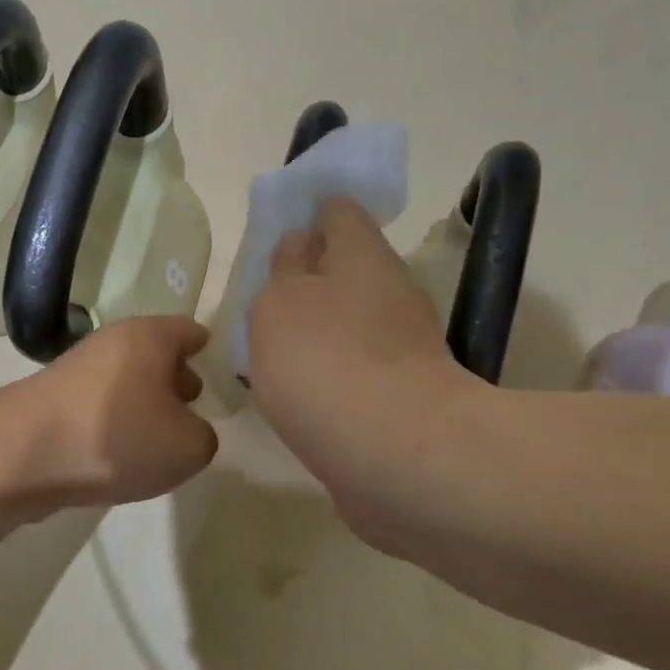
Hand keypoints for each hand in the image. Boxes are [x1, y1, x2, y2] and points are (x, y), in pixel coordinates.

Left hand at [2, 316, 218, 511]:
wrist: (23, 456)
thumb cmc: (118, 437)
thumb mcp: (188, 447)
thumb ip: (203, 437)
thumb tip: (188, 433)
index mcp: (150, 336)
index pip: (190, 331)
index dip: (208, 350)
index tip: (220, 371)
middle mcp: (112, 343)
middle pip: (155, 354)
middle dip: (176, 377)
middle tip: (194, 405)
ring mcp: (78, 370)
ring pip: (126, 381)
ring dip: (144, 404)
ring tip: (159, 440)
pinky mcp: (53, 401)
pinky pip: (100, 406)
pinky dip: (114, 423)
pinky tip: (120, 455)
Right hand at [248, 199, 485, 557]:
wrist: (395, 457)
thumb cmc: (324, 362)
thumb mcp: (280, 303)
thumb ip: (284, 269)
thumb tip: (300, 247)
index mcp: (362, 257)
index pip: (339, 212)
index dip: (311, 213)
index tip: (282, 228)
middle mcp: (391, 293)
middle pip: (348, 268)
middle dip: (311, 276)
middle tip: (266, 294)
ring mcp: (403, 348)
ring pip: (352, 321)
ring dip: (320, 326)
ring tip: (272, 345)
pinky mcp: (402, 397)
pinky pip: (357, 368)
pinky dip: (332, 370)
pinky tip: (300, 388)